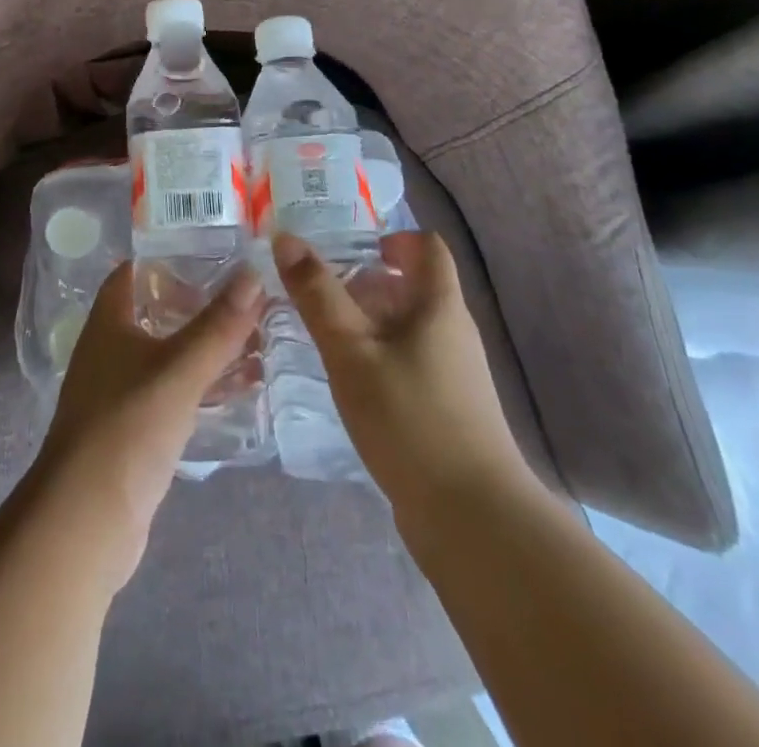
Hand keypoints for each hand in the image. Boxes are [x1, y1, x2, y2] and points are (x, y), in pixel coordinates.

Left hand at [33, 262, 263, 591]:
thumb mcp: (179, 370)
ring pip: (168, 355)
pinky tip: (240, 390)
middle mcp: (110, 349)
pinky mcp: (134, 430)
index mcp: (109, 322)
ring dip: (206, 348)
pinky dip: (202, 386)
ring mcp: (120, 391)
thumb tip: (253, 273)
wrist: (87, 519)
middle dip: (198, 304)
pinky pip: (174, 394)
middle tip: (248, 296)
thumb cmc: (127, 426)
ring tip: (257, 339)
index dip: (168, 258)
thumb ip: (218, 326)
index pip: (133, 272)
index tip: (213, 250)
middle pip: (156, 312)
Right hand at [276, 232, 537, 520]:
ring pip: (408, 328)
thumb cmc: (410, 418)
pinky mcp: (447, 410)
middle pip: (414, 287)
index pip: (428, 247)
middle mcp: (453, 332)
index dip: (393, 237)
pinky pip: (409, 362)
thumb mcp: (351, 350)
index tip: (351, 249)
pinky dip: (378, 356)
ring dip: (368, 321)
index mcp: (439, 306)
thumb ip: (317, 294)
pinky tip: (348, 380)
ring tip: (323, 334)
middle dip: (367, 282)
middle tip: (319, 292)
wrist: (472, 520)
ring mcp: (454, 375)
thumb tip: (286, 238)